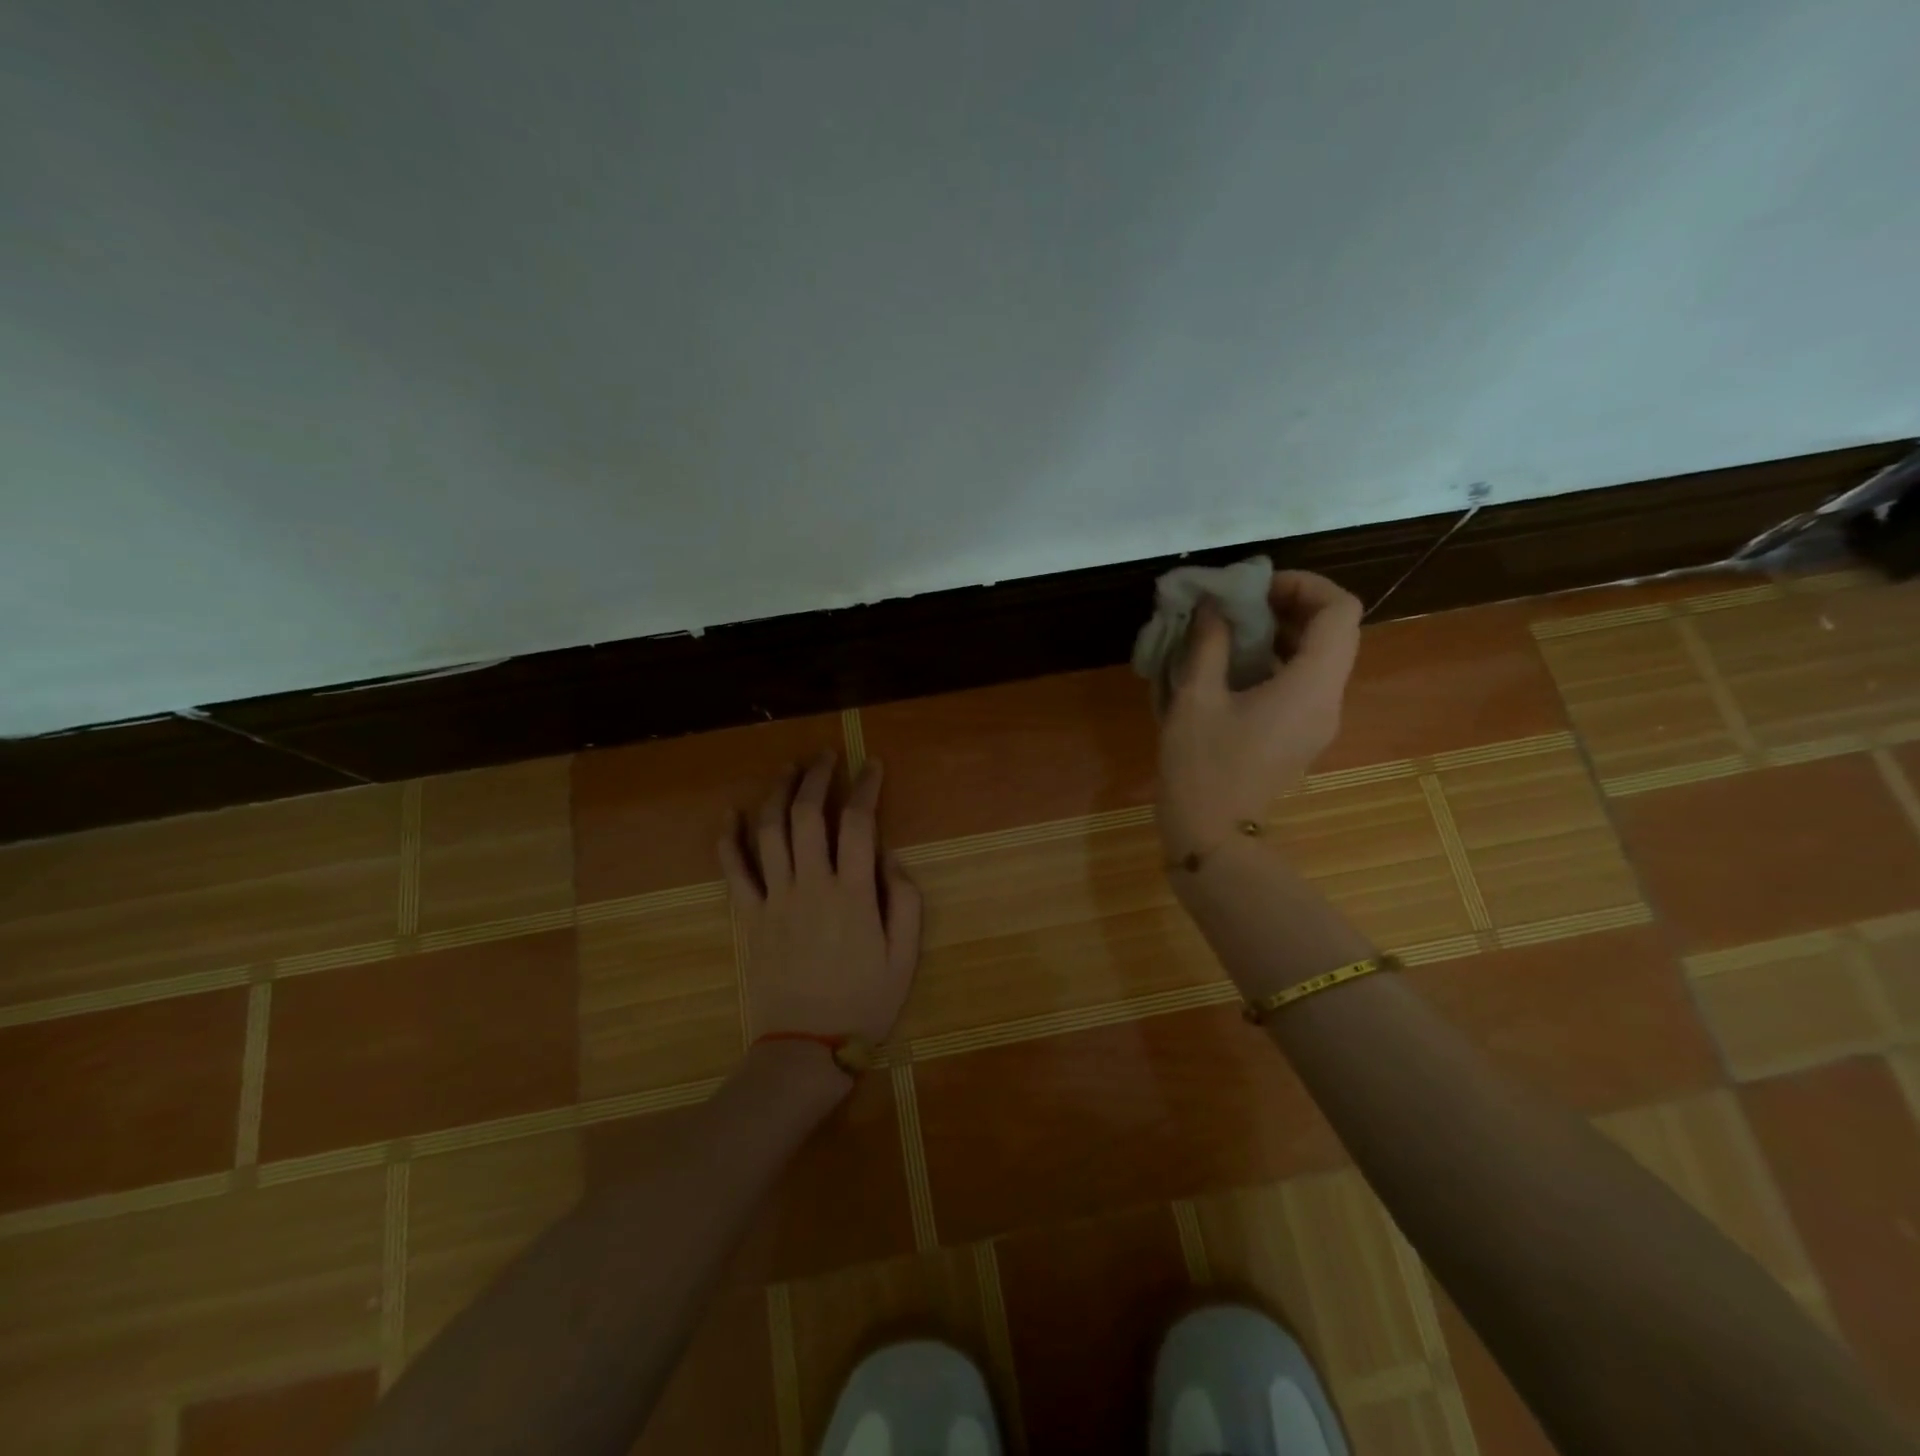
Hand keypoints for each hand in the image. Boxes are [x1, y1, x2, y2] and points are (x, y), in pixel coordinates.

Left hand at [719, 752, 923, 1049]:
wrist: (806, 1047)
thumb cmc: (864, 1003)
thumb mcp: (905, 957)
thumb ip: (904, 901)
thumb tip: (889, 857)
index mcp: (853, 893)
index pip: (858, 823)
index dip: (866, 787)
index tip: (871, 765)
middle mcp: (811, 884)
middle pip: (808, 815)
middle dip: (818, 777)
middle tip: (826, 756)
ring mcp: (775, 898)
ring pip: (770, 831)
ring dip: (778, 793)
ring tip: (789, 768)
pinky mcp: (749, 916)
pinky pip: (734, 870)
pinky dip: (730, 838)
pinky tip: (731, 814)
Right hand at [1156, 569, 1362, 857]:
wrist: (1211, 835)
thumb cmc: (1201, 766)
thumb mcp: (1195, 698)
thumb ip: (1209, 643)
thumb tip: (1212, 606)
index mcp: (1311, 685)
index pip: (1340, 611)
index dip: (1304, 585)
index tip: (1256, 588)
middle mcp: (1328, 699)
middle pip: (1335, 631)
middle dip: (1290, 606)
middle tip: (1239, 604)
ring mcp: (1319, 721)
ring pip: (1321, 657)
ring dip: (1283, 633)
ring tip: (1232, 631)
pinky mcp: (1302, 735)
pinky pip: (1304, 682)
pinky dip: (1278, 661)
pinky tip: (1234, 667)